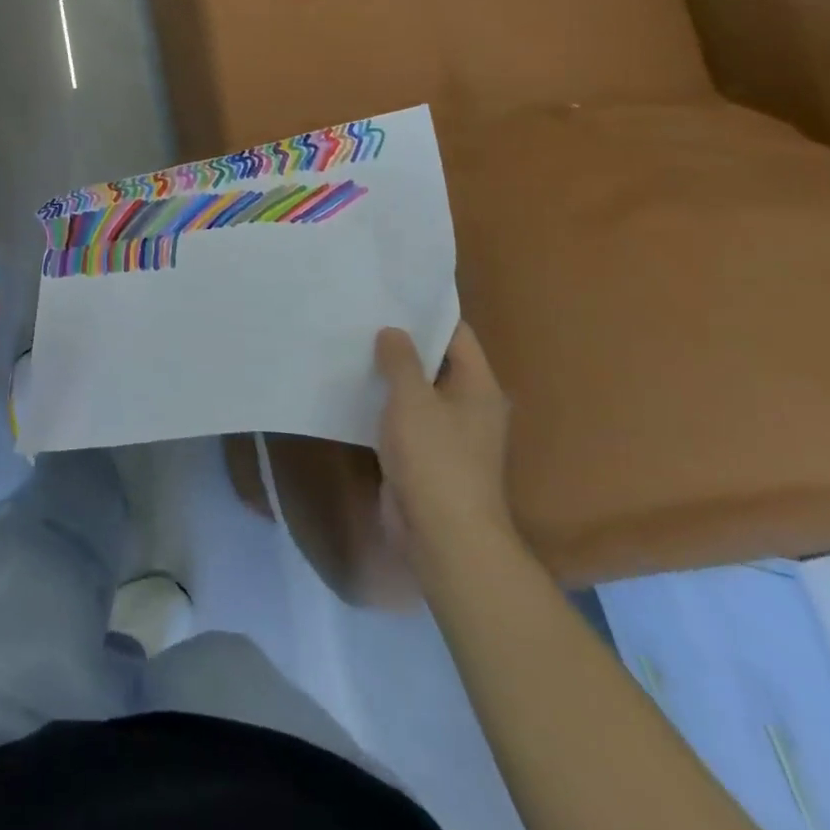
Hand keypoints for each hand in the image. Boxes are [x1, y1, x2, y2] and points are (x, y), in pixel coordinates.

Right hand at [375, 323, 513, 572]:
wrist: (444, 537)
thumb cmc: (435, 459)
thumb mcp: (413, 399)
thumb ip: (401, 360)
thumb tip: (393, 331)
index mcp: (478, 387)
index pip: (456, 334)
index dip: (427, 311)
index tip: (392, 291)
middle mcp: (468, 406)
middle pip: (436, 361)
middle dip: (402, 341)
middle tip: (362, 313)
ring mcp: (448, 434)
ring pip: (416, 391)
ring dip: (389, 373)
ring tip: (350, 343)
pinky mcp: (425, 456)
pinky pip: (403, 418)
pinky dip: (383, 403)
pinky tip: (352, 388)